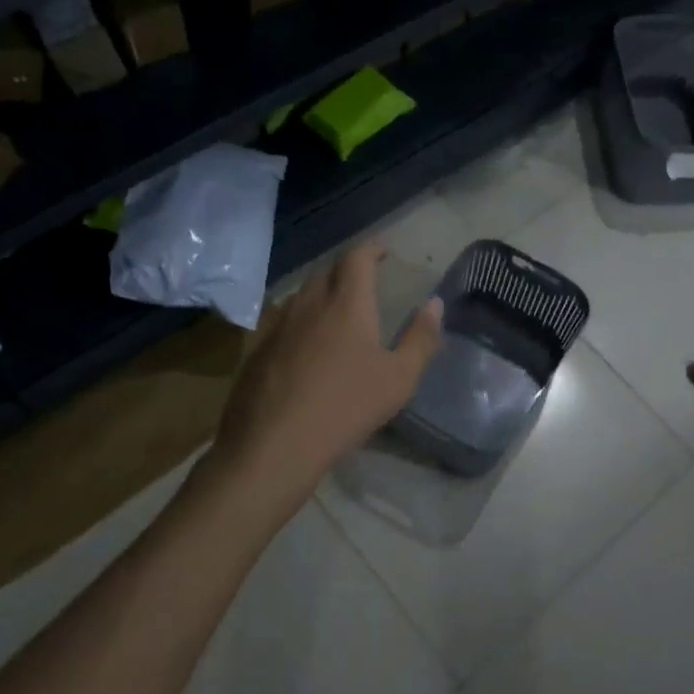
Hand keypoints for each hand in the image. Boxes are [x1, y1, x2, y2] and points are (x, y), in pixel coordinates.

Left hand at [212, 244, 442, 491]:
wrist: (275, 445)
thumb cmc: (347, 407)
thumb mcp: (399, 378)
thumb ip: (421, 338)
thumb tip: (435, 304)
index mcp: (346, 304)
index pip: (357, 258)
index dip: (371, 248)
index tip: (384, 250)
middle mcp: (308, 304)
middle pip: (327, 271)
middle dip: (347, 268)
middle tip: (365, 279)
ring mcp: (277, 326)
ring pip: (302, 295)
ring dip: (323, 293)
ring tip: (338, 309)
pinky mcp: (258, 351)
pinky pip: (284, 321)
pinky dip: (302, 320)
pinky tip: (308, 346)